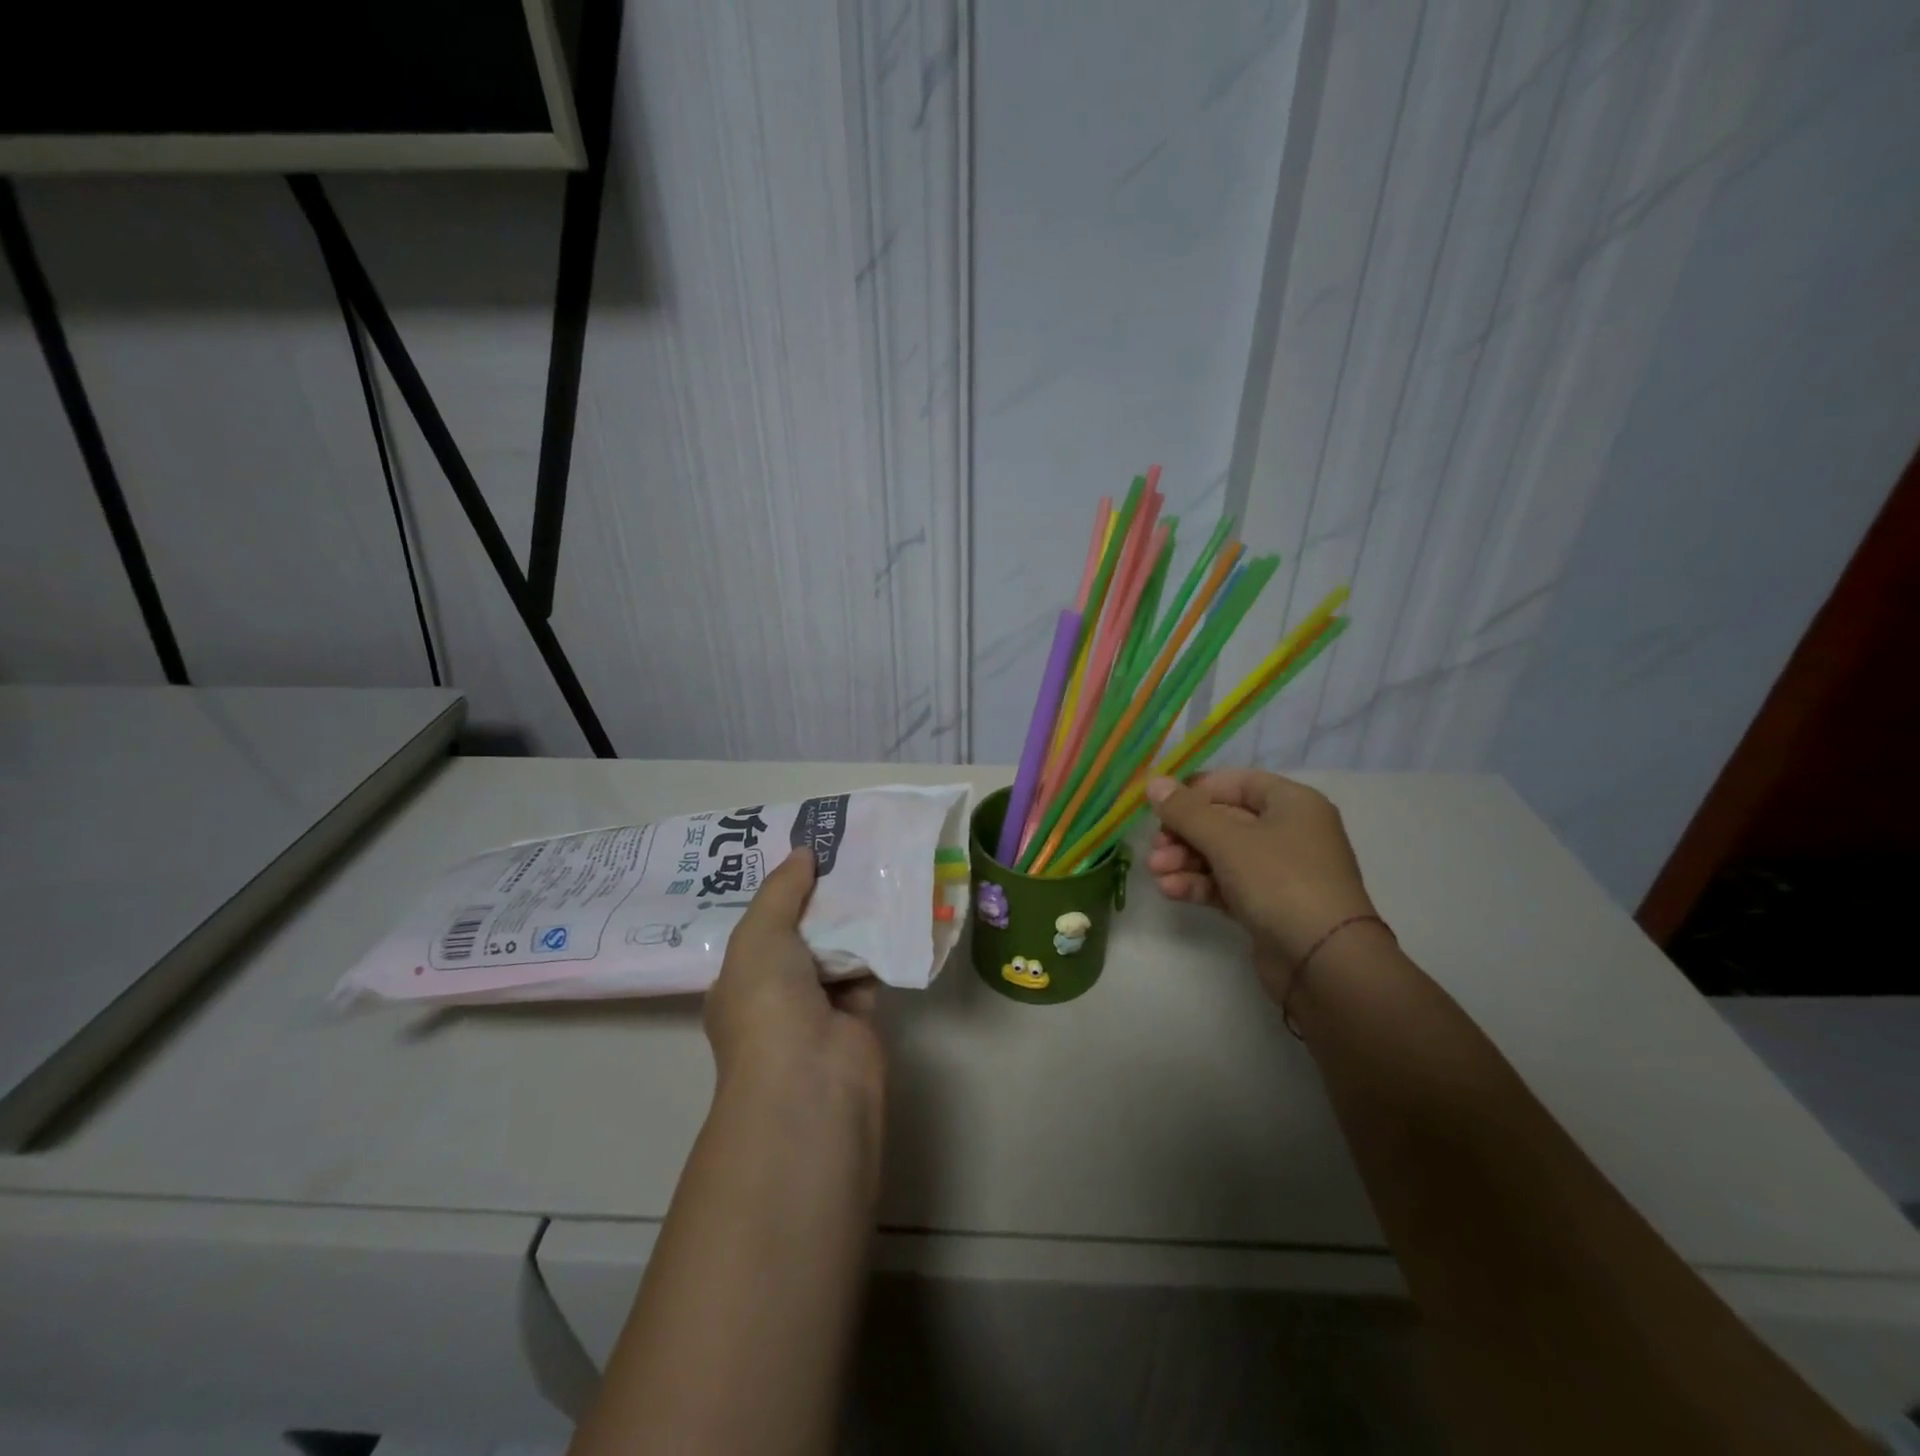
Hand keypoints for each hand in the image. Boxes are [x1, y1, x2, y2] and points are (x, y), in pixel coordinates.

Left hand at [705, 848, 884, 1099]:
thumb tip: (803, 852)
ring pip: (837, 948)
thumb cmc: (767, 1003)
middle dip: (820, 898)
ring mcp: (818, 1006)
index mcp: (740, 980)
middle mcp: (777, 993)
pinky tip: (894, 902)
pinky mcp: (859, 1014)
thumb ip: (781, 890)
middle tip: (844, 850)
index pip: (759, 927)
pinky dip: (881, 941)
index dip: (780, 891)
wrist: (811, 1076)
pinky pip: (869, 966)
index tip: (804, 853)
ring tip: (873, 863)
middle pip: (801, 934)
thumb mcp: (759, 935)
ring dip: (853, 916)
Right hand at [1144, 769, 1377, 1003]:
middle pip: (1224, 820)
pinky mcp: (1268, 905)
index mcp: (1292, 803)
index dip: (1196, 791)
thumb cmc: (1280, 881)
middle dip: (1184, 833)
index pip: (1236, 783)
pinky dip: (1199, 884)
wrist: (1324, 961)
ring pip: (1221, 855)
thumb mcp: (1227, 839)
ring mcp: (1279, 871)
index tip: (1161, 805)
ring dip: (1185, 860)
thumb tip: (1154, 784)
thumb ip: (1186, 811)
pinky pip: (1227, 884)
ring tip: (1156, 872)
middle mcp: (1289, 832)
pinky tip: (1171, 891)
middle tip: (1155, 848)